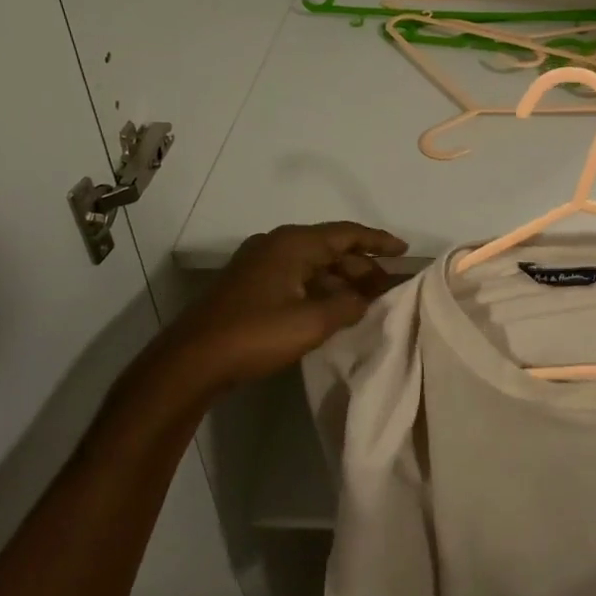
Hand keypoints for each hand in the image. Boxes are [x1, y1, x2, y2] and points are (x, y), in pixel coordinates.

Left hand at [160, 221, 406, 389]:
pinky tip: (334, 311)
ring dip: (341, 281)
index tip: (404, 251)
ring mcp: (260, 265)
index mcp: (293, 243)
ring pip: (313, 266)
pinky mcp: (250, 286)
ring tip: (368, 301)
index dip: (378, 242)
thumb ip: (346, 306)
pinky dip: (320, 290)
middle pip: (330, 249)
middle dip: (362, 267)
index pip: (347, 233)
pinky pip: (297, 279)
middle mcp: (277, 245)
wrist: (191, 361)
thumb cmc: (255, 334)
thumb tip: (364, 300)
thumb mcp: (311, 322)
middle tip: (390, 286)